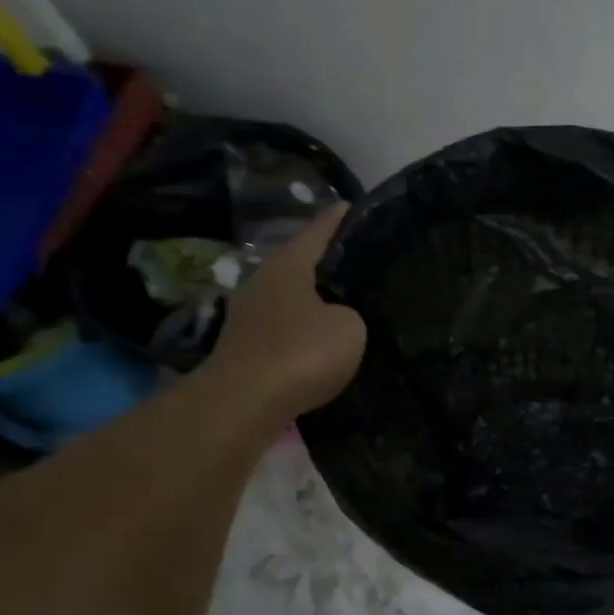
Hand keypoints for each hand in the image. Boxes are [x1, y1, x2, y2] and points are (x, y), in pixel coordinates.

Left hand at [208, 203, 366, 421]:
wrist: (243, 404)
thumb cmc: (300, 353)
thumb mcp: (348, 327)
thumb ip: (352, 313)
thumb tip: (340, 317)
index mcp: (288, 263)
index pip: (322, 229)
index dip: (345, 218)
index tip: (364, 210)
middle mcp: (264, 280)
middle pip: (305, 262)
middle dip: (334, 264)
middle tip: (370, 266)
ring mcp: (251, 314)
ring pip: (295, 297)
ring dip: (320, 301)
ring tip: (354, 306)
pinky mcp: (248, 347)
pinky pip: (288, 328)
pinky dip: (307, 331)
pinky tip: (328, 342)